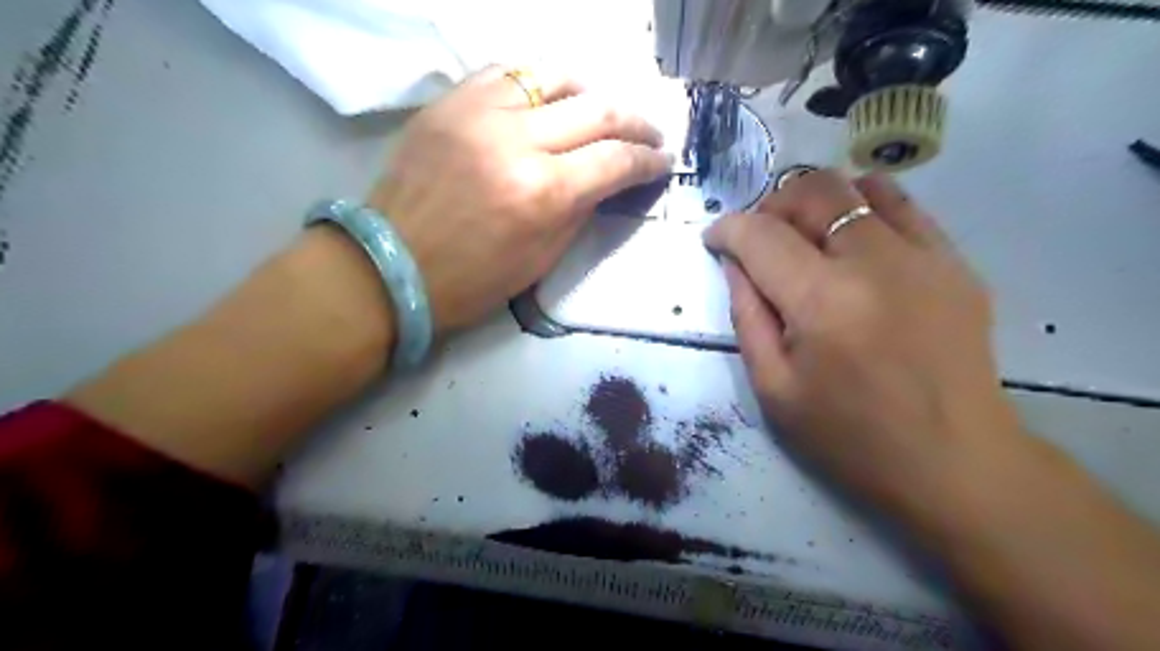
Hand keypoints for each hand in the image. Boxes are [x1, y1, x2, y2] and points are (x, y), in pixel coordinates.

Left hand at [361, 65, 670, 332]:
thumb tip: (606, 180)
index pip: (616, 161)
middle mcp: (518, 141)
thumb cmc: (472, 280)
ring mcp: (480, 113)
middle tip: (650, 133)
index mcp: (544, 193)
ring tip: (601, 109)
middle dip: (637, 122)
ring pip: (554, 75)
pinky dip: (538, 82)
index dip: (649, 161)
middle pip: (598, 111)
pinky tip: (549, 97)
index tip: (663, 162)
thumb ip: (579, 211)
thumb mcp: (541, 259)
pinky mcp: (450, 102)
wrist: (392, 266)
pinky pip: (506, 73)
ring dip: (590, 90)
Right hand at [708, 171, 1020, 509]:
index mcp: (822, 302)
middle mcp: (875, 263)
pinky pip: (903, 206)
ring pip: (858, 186)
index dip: (728, 229)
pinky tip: (853, 240)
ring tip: (805, 234)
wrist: (954, 462)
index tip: (715, 239)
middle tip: (759, 238)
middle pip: (812, 192)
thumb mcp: (773, 387)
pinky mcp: (955, 263)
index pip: (760, 235)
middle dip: (771, 205)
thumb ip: (747, 316)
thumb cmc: (849, 436)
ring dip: (818, 201)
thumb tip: (735, 263)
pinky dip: (865, 208)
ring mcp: (924, 256)